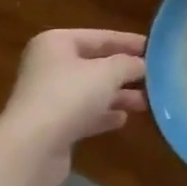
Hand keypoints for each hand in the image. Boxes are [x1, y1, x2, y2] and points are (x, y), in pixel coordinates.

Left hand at [0, 30, 147, 185]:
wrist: (31, 149)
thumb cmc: (69, 97)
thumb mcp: (107, 73)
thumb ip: (128, 64)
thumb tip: (142, 64)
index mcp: (57, 43)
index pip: (100, 36)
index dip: (128, 42)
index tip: (155, 48)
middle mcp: (49, 65)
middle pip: (94, 64)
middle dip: (124, 72)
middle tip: (154, 78)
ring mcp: (48, 96)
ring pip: (90, 91)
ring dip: (118, 95)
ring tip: (146, 102)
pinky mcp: (52, 125)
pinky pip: (83, 114)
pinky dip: (103, 115)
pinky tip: (123, 120)